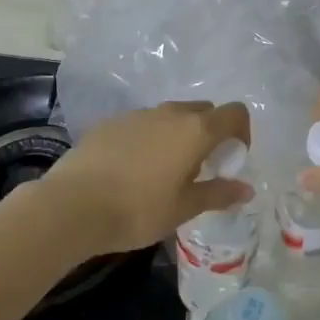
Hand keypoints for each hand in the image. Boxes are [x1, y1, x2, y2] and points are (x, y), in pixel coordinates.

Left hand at [41, 101, 253, 257]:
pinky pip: (143, 124)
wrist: (73, 206)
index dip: (242, 132)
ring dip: (178, 135)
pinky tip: (133, 170)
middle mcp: (170, 113)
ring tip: (165, 171)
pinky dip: (149, 138)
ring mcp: (138, 114)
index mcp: (196, 130)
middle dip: (211, 132)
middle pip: (204, 110)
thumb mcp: (184, 208)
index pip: (235, 113)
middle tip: (201, 167)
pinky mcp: (111, 122)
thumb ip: (218, 193)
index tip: (232, 159)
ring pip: (171, 116)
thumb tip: (246, 189)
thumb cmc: (138, 210)